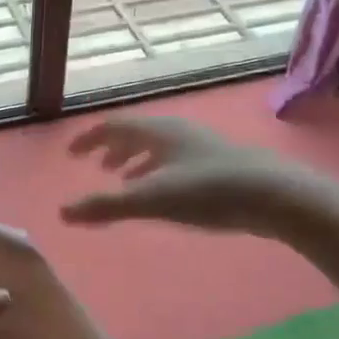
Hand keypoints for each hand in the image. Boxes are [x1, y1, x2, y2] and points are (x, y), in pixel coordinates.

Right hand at [61, 117, 320, 234]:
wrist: (276, 195)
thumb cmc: (208, 191)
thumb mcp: (151, 200)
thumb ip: (106, 206)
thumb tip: (62, 212)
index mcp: (157, 131)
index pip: (113, 126)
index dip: (90, 139)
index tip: (72, 154)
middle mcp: (177, 131)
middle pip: (136, 133)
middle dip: (112, 148)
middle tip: (96, 166)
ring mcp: (200, 145)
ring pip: (158, 147)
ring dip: (136, 160)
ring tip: (124, 180)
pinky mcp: (219, 163)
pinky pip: (176, 159)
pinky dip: (158, 171)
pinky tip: (166, 193)